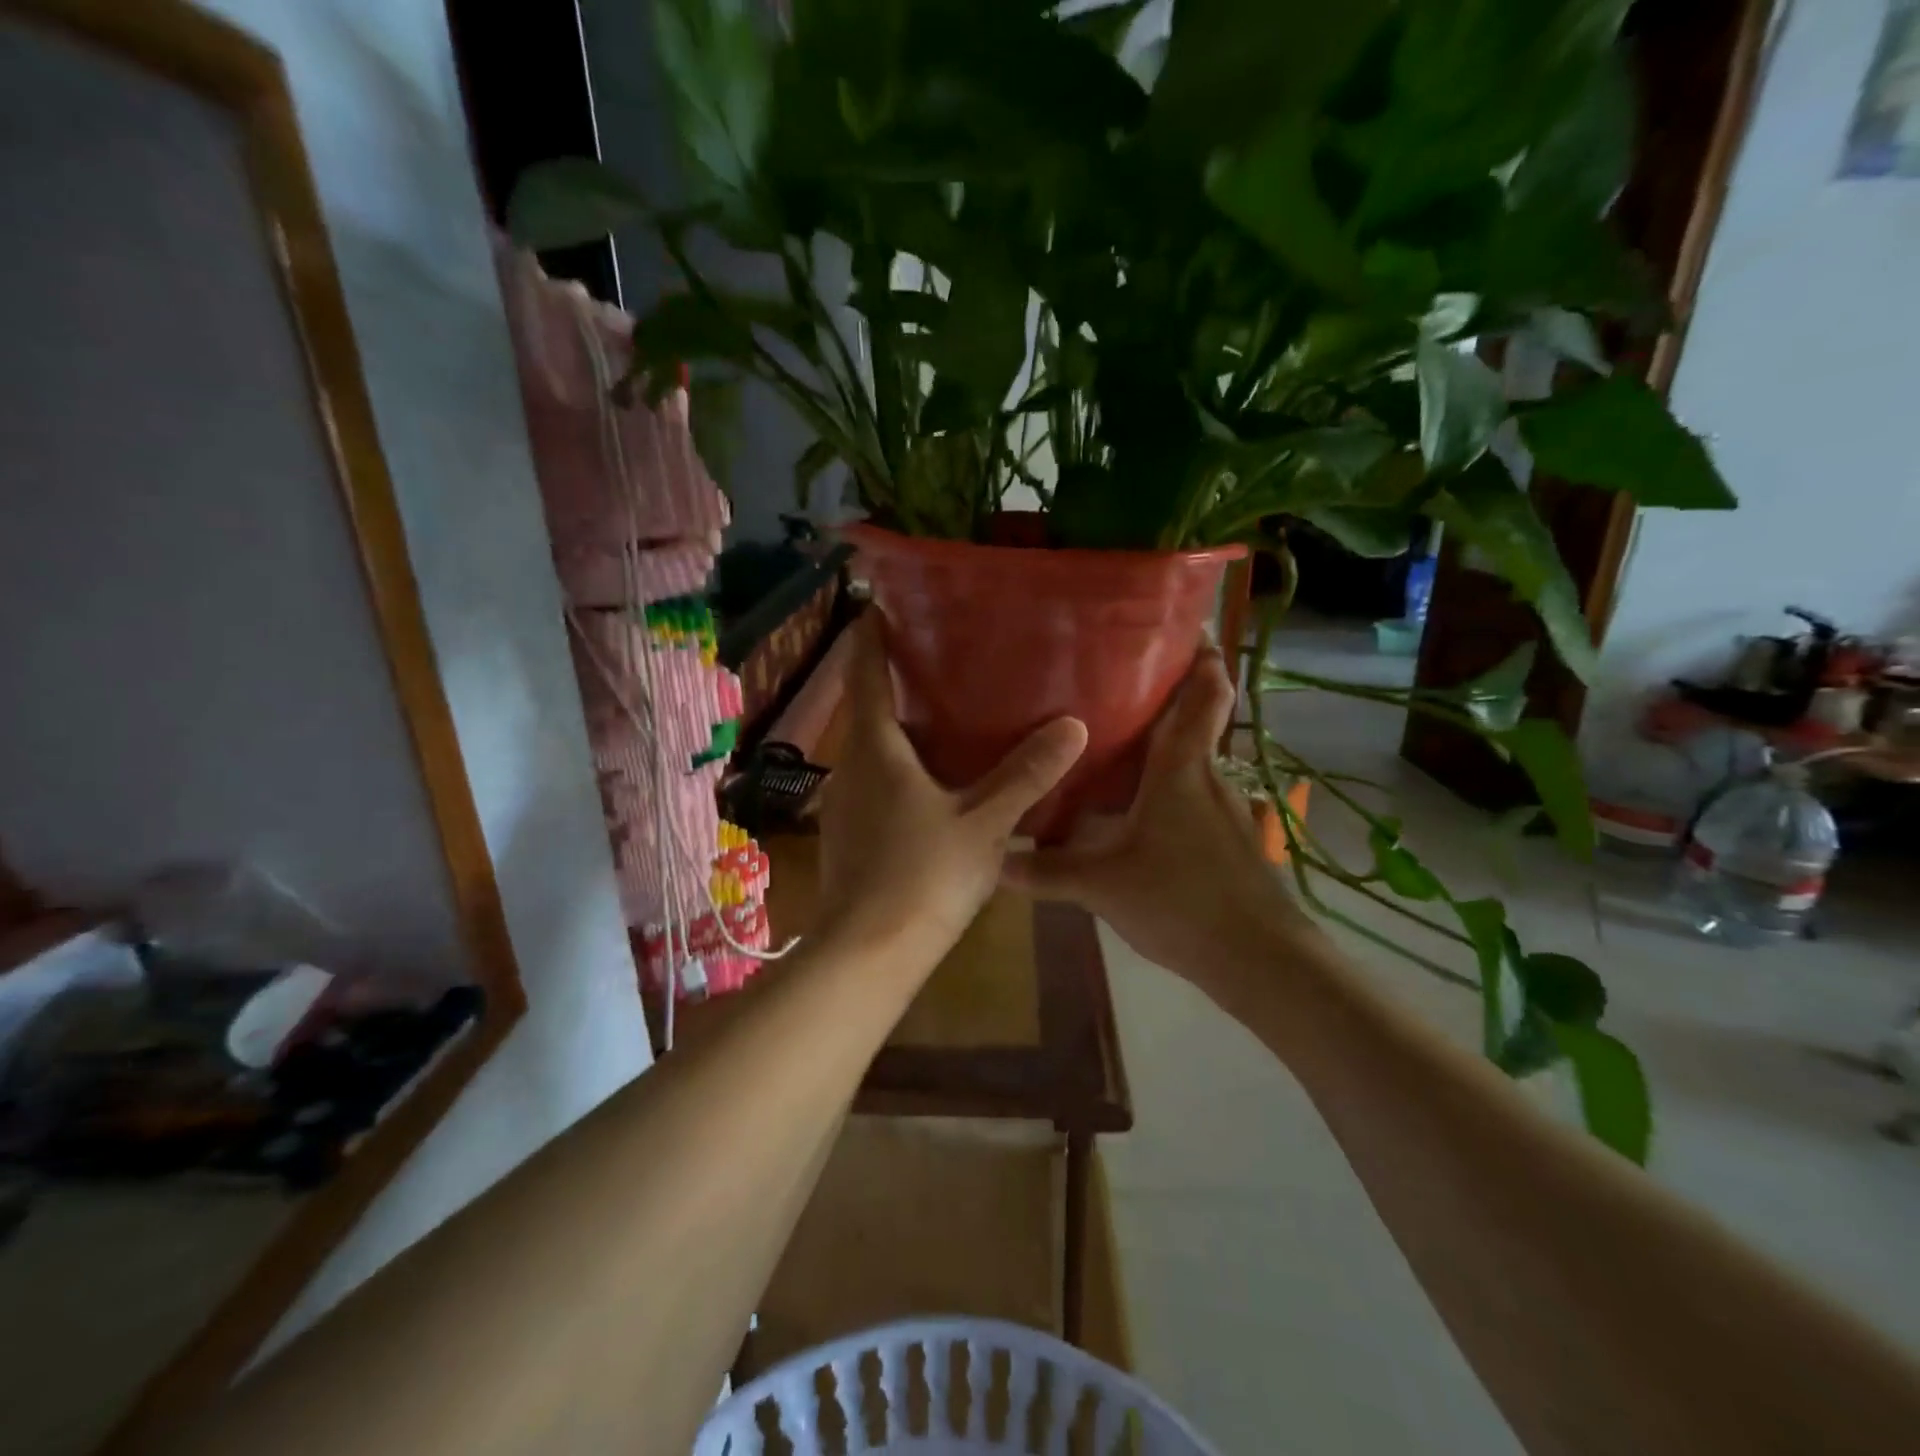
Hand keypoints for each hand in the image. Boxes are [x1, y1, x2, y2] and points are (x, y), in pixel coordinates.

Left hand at [814, 616, 1087, 969]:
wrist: (867, 953)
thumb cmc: (923, 876)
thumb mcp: (985, 823)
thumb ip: (1026, 775)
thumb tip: (1072, 726)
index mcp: (875, 747)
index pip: (865, 672)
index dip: (871, 635)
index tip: (882, 604)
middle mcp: (850, 765)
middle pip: (867, 708)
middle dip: (896, 681)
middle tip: (941, 658)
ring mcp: (844, 802)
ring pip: (871, 748)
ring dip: (899, 727)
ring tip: (946, 714)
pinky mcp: (848, 834)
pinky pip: (874, 781)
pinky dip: (899, 766)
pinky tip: (934, 781)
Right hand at [1001, 645, 1321, 991]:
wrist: (1259, 960)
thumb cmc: (1181, 899)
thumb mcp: (1102, 885)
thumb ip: (1047, 870)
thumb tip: (996, 858)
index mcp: (1182, 769)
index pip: (1205, 695)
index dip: (1202, 658)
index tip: (1185, 629)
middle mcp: (1209, 778)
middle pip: (1197, 722)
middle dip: (1168, 698)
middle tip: (1117, 683)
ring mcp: (1226, 812)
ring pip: (1194, 764)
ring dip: (1166, 749)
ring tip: (1118, 745)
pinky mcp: (1231, 843)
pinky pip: (1195, 800)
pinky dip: (1170, 792)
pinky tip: (1139, 814)